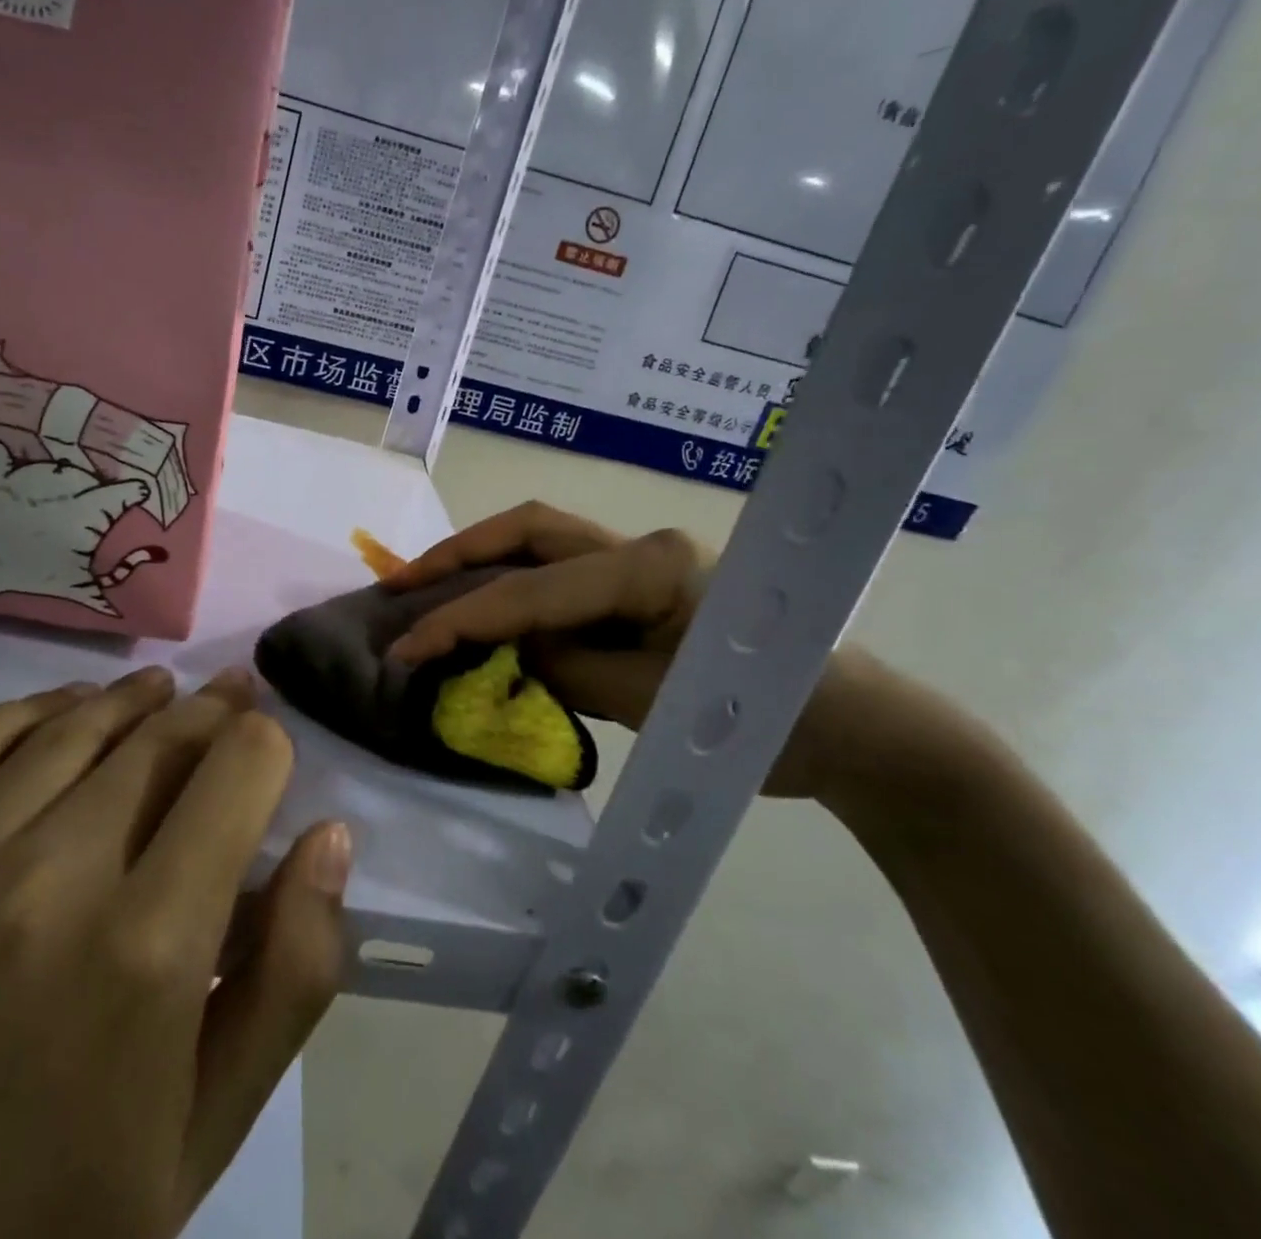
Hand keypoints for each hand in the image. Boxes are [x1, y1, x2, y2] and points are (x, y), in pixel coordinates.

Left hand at [0, 668, 350, 1238]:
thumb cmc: (61, 1230)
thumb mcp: (213, 1126)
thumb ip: (293, 973)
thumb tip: (328, 836)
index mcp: (147, 953)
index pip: (237, 771)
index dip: (265, 744)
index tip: (267, 745)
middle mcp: (42, 888)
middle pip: (156, 739)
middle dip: (210, 710)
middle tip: (228, 695)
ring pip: (64, 730)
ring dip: (128, 700)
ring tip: (158, 691)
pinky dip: (22, 712)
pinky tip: (59, 711)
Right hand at [384, 502, 895, 801]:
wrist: (858, 730)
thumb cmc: (769, 722)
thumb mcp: (654, 705)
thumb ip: (568, 669)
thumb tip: (503, 651)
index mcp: (649, 567)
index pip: (531, 592)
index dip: (460, 620)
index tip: (404, 649)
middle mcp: (641, 546)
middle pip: (530, 531)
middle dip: (459, 554)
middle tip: (401, 584)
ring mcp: (644, 561)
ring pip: (543, 545)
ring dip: (483, 563)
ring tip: (428, 588)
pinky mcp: (645, 586)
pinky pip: (564, 576)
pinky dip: (518, 589)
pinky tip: (491, 611)